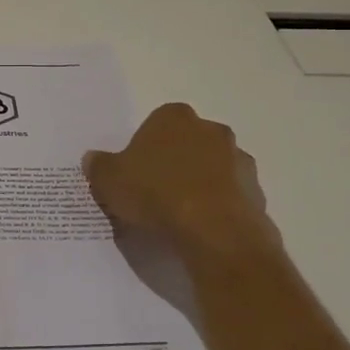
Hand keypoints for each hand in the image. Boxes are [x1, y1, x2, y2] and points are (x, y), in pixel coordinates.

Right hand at [84, 104, 278, 259]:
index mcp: (174, 117)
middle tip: (154, 191)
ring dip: (199, 184)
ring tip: (177, 215)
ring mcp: (239, 161)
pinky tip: (200, 228)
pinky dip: (217, 207)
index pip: (156, 123)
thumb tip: (93, 159)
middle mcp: (211, 130)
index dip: (144, 147)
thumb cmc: (156, 193)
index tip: (135, 171)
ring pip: (212, 168)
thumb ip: (99, 166)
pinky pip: (229, 196)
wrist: (214, 232)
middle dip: (174, 162)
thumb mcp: (109, 180)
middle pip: (187, 143)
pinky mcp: (255, 192)